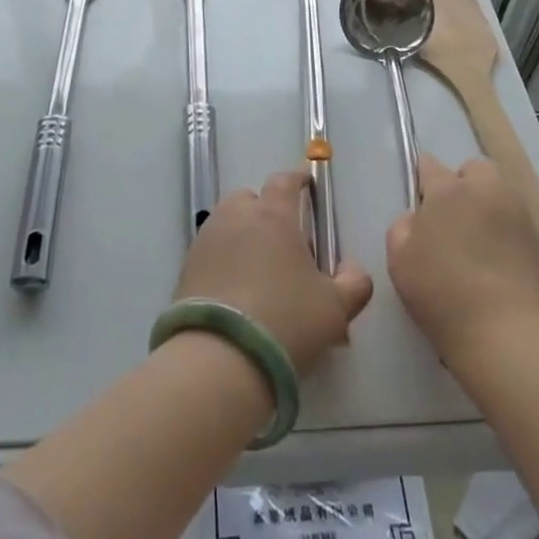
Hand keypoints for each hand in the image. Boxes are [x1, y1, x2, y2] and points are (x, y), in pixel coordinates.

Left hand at [176, 170, 372, 372]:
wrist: (219, 358)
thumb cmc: (286, 321)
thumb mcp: (335, 308)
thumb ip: (353, 283)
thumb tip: (352, 268)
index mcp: (273, 215)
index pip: (284, 181)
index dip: (297, 180)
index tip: (306, 187)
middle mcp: (236, 218)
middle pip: (249, 199)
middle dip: (265, 211)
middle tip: (283, 241)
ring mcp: (207, 241)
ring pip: (226, 224)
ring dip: (242, 235)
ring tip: (258, 270)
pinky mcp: (185, 269)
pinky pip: (210, 253)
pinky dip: (223, 261)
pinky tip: (235, 292)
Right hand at [388, 154, 538, 367]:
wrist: (505, 331)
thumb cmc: (442, 292)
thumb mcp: (399, 260)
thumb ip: (402, 228)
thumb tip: (417, 218)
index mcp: (447, 190)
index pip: (429, 165)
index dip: (422, 178)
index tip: (420, 201)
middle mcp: (484, 190)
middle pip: (473, 168)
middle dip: (463, 182)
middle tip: (453, 215)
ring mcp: (515, 212)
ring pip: (499, 189)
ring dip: (487, 202)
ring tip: (477, 235)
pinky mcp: (537, 238)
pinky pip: (516, 218)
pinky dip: (505, 227)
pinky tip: (497, 255)